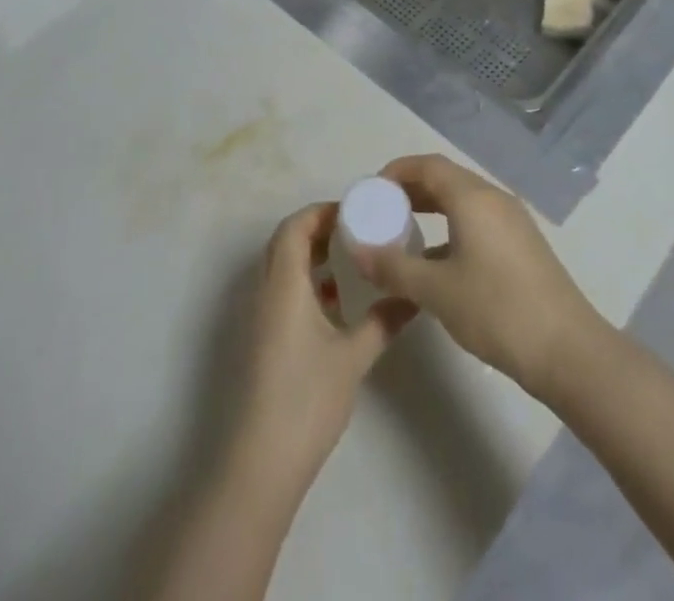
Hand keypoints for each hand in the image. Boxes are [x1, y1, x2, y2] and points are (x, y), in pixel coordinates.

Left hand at [233, 203, 411, 493]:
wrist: (261, 461)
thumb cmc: (307, 398)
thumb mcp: (354, 357)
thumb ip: (383, 321)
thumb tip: (414, 297)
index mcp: (283, 284)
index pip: (295, 227)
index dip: (321, 212)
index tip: (353, 211)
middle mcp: (265, 291)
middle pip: (285, 242)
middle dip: (317, 230)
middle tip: (354, 230)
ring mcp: (258, 317)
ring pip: (281, 268)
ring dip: (310, 257)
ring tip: (348, 262)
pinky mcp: (260, 340)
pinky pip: (280, 292)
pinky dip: (303, 284)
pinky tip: (333, 304)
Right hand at [354, 154, 604, 397]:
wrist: (568, 351)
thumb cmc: (497, 310)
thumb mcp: (436, 291)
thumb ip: (393, 267)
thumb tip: (356, 251)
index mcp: (472, 197)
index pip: (427, 165)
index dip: (395, 171)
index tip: (370, 191)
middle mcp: (493, 198)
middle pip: (445, 179)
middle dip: (410, 189)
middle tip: (380, 211)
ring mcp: (512, 221)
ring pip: (462, 200)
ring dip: (431, 209)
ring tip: (403, 233)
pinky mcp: (522, 245)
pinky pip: (477, 220)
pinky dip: (451, 227)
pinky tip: (437, 262)